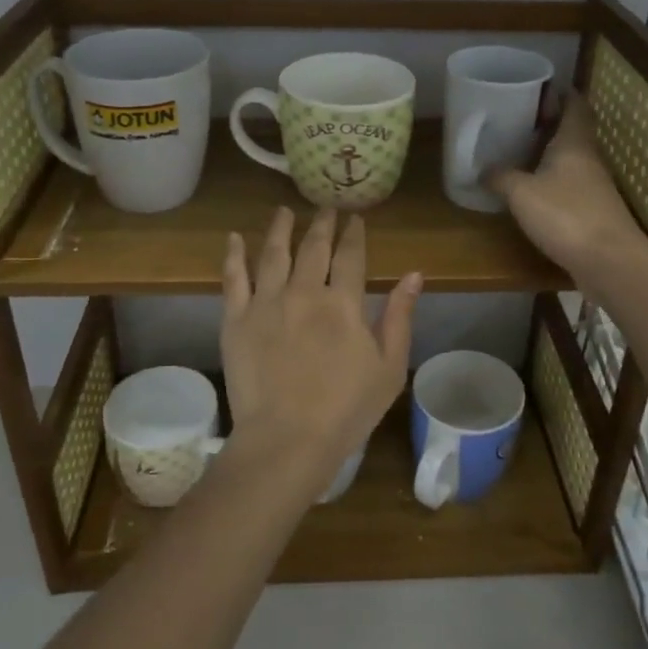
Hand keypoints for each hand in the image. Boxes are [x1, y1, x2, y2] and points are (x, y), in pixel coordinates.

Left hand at [220, 207, 422, 499]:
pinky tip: (234, 238)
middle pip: (313, 247)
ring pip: (273, 253)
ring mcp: (266, 302)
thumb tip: (414, 275)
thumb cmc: (346, 410)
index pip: (351, 256)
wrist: (286, 440)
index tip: (355, 219)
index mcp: (344, 304)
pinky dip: (234, 254)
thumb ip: (399, 317)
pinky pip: (233, 278)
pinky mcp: (235, 319)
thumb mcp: (389, 368)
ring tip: (284, 211)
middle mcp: (305, 292)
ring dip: (280, 229)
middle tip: (325, 208)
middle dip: (321, 224)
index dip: (354, 234)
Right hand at [485, 96, 647, 296]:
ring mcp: (595, 187)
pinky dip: (554, 181)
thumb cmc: (565, 215)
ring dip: (551, 154)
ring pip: (572, 160)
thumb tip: (482, 169)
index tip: (543, 87)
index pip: (575, 106)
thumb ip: (501, 178)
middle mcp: (589, 159)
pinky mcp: (594, 212)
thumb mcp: (522, 193)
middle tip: (521, 120)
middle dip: (551, 124)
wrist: (609, 261)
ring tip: (521, 152)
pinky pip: (571, 186)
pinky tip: (534, 190)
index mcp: (574, 143)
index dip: (562, 94)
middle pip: (573, 132)